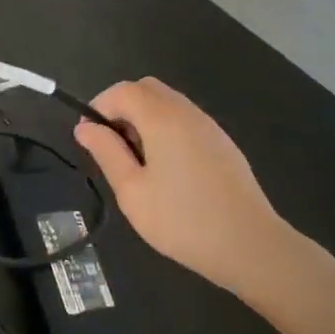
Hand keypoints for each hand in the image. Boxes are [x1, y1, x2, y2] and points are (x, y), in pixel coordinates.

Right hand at [73, 77, 292, 298]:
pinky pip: (185, 120)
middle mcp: (186, 111)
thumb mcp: (132, 190)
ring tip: (139, 164)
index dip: (98, 107)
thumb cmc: (182, 219)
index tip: (90, 140)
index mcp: (162, 117)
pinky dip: (166, 130)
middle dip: (122, 109)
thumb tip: (84, 127)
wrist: (250, 245)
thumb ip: (106, 152)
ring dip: (144, 120)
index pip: (122, 90)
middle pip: (146, 89)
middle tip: (114, 149)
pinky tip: (168, 171)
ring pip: (167, 103)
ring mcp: (209, 125)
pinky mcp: (222, 143)